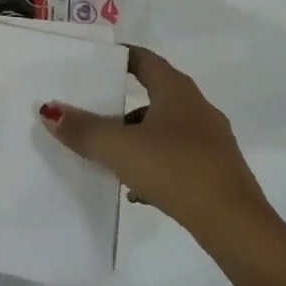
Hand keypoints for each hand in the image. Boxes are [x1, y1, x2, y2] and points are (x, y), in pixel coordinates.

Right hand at [39, 46, 270, 239]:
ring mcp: (212, 141)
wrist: (237, 227)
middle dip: (121, 103)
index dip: (118, 57)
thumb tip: (49, 110)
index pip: (144, 59)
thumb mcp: (119, 148)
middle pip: (153, 94)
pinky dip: (155, 164)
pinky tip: (138, 190)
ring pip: (164, 128)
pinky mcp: (218, 171)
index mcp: (176, 90)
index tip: (93, 63)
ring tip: (109, 156)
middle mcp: (197, 107)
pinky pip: (178, 157)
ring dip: (137, 137)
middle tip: (91, 111)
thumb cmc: (176, 170)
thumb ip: (82, 129)